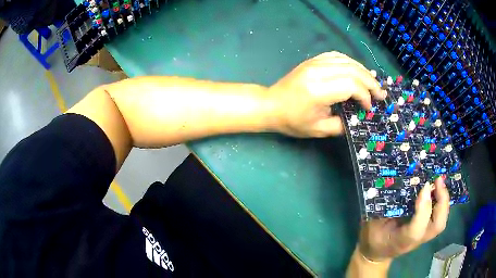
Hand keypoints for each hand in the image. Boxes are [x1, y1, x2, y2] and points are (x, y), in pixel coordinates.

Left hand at [267, 51, 385, 137]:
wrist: (271, 104)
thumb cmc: (293, 120)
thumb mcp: (319, 130)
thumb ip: (342, 125)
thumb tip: (359, 117)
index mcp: (318, 90)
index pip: (351, 85)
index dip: (365, 95)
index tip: (368, 107)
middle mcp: (318, 72)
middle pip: (352, 70)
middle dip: (370, 82)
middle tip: (381, 93)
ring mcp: (314, 63)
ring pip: (346, 60)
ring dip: (363, 71)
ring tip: (373, 83)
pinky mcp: (313, 60)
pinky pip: (336, 56)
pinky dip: (350, 62)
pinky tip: (357, 71)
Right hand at [358, 178, 449, 261]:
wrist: (377, 253)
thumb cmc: (373, 237)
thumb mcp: (372, 224)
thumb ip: (383, 208)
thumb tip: (398, 183)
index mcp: (399, 241)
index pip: (415, 230)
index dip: (423, 209)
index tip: (424, 186)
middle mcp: (415, 241)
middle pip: (437, 226)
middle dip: (442, 201)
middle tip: (437, 180)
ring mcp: (422, 237)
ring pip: (441, 222)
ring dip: (444, 201)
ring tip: (439, 182)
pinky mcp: (425, 231)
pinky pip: (439, 218)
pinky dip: (442, 203)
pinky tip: (437, 189)